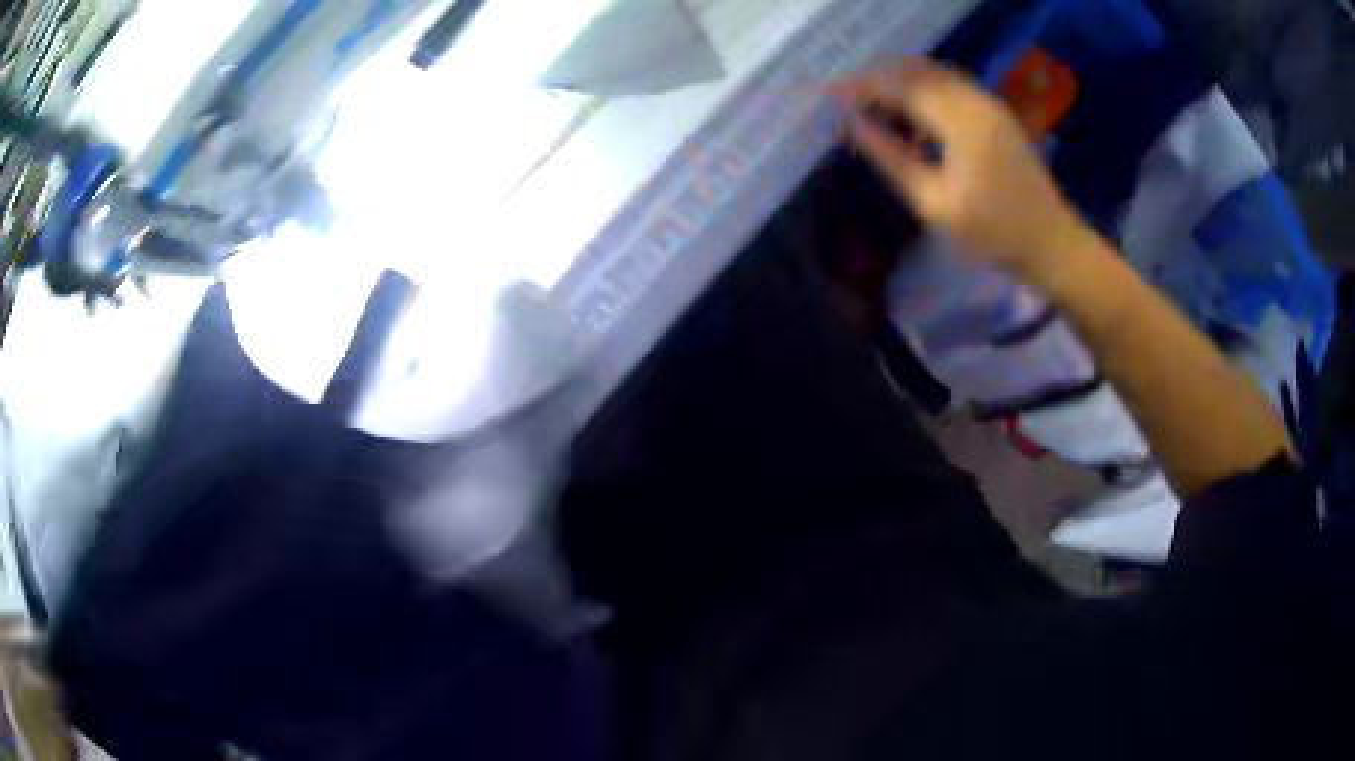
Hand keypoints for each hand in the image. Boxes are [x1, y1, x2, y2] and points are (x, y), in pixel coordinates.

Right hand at [833, 59, 1091, 279]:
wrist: (1051, 243)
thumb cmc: (992, 233)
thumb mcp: (934, 204)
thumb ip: (891, 158)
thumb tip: (852, 124)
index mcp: (962, 121)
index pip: (901, 87)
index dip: (862, 87)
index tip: (830, 97)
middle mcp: (976, 101)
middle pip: (916, 71)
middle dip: (878, 80)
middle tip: (849, 103)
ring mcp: (990, 104)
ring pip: (934, 74)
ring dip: (901, 84)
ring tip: (874, 109)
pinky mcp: (997, 113)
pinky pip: (951, 87)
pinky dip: (924, 92)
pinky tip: (912, 118)